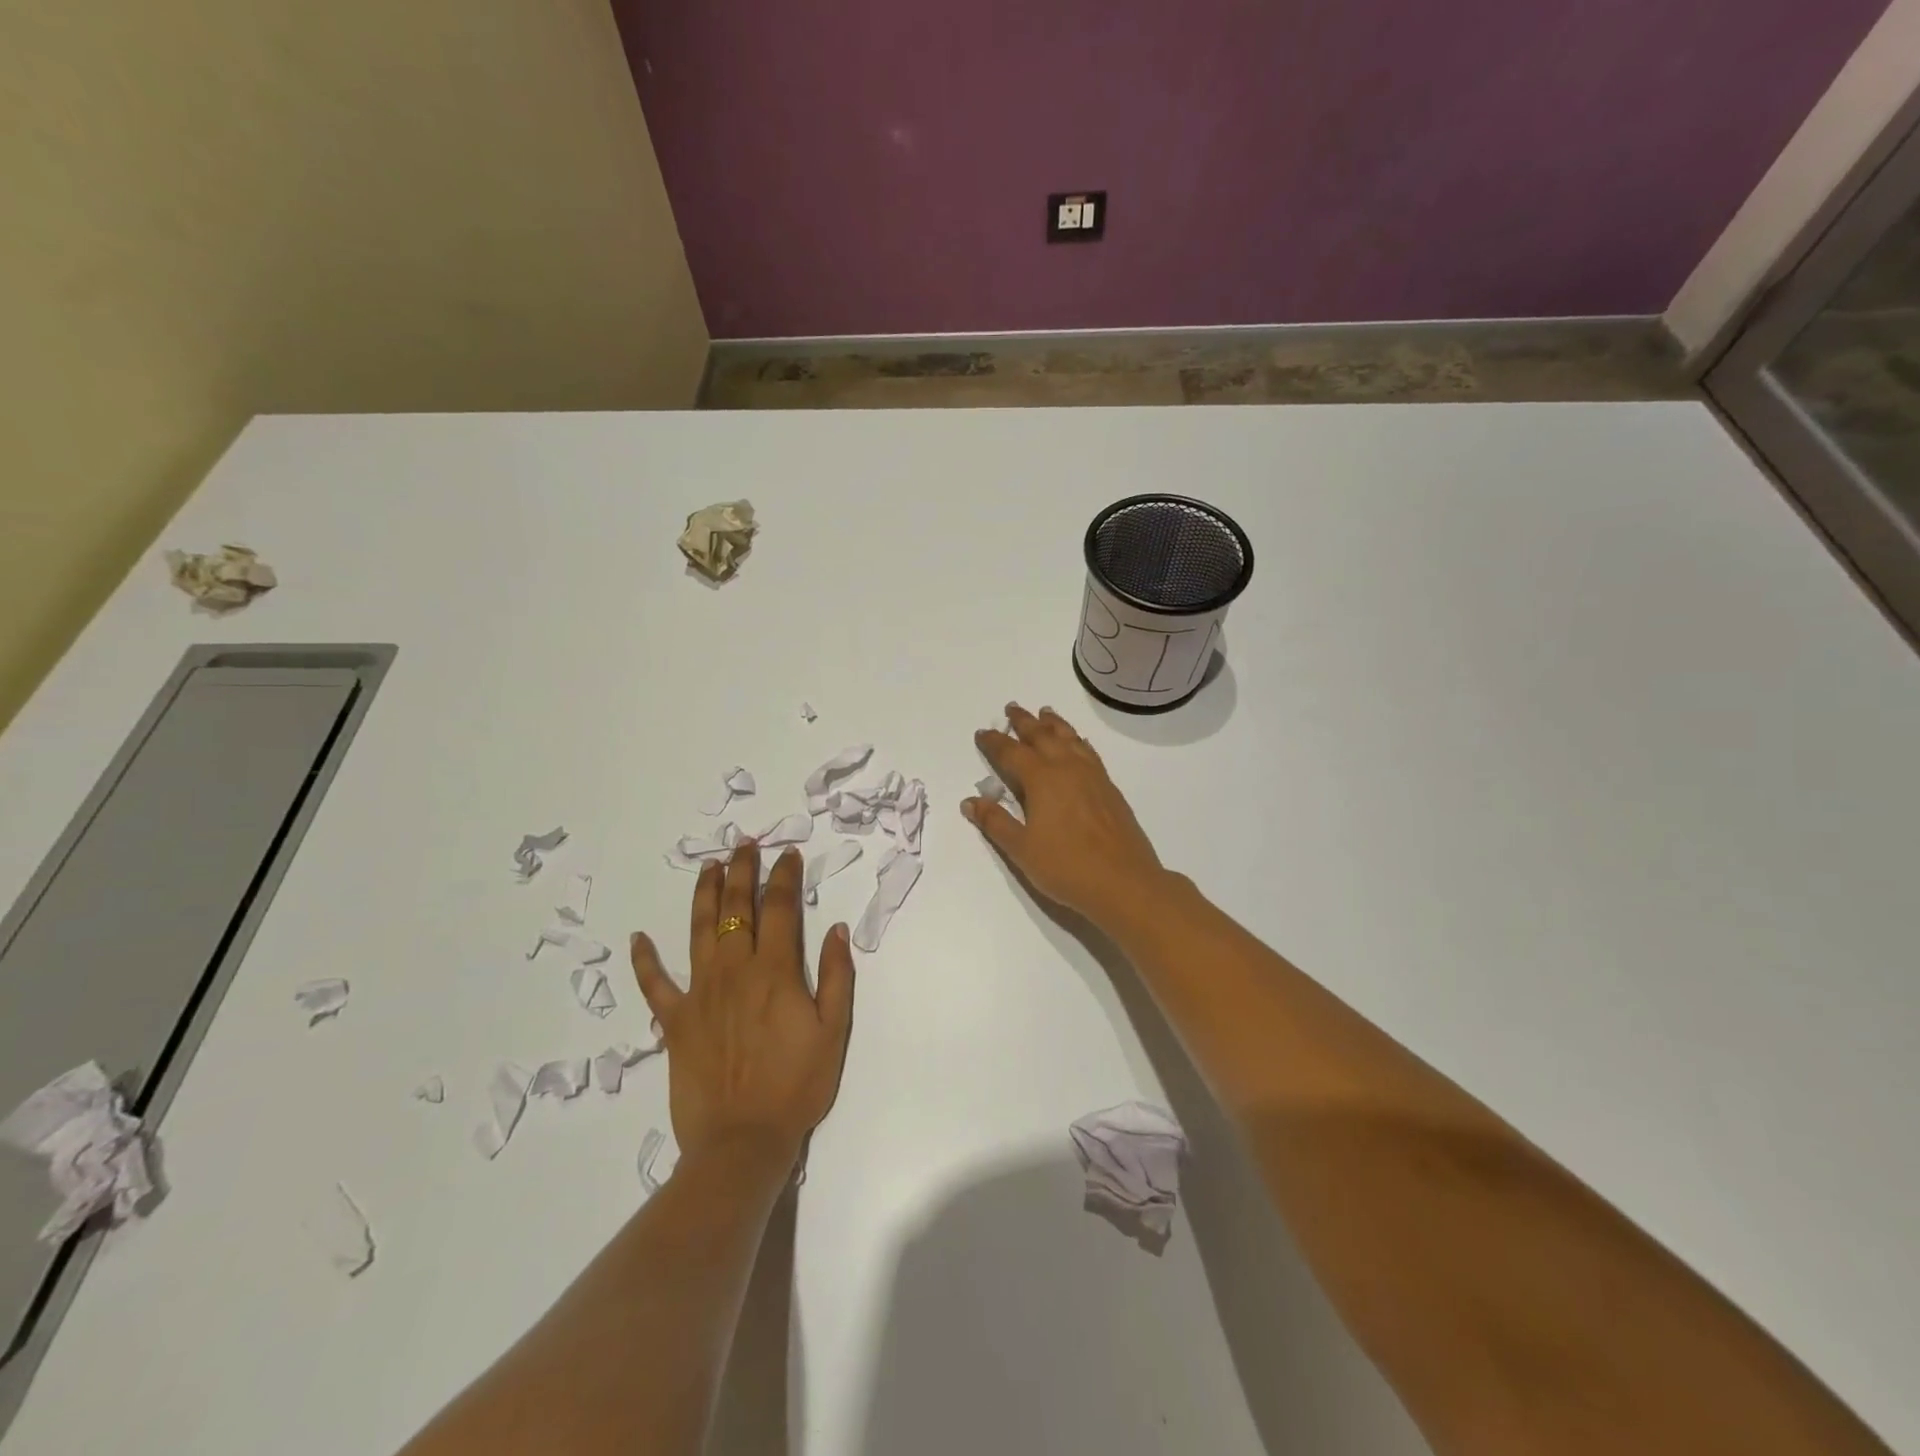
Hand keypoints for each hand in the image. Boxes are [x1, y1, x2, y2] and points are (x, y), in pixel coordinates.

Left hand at [629, 842, 854, 1164]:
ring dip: (704, 894)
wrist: (742, 1142)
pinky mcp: (674, 1021)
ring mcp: (699, 994)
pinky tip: (638, 938)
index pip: (781, 908)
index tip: (788, 854)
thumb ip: (838, 976)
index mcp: (776, 971)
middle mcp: (734, 971)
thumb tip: (836, 929)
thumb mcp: (834, 1031)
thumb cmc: (796, 1085)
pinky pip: (655, 985)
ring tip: (708, 867)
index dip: (785, 876)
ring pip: (699, 930)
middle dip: (742, 871)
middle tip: (744, 845)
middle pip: (736, 908)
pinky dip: (644, 961)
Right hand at [962, 702, 1168, 929]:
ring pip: (1069, 738)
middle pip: (1042, 736)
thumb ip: (995, 822)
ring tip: (1045, 713)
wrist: (1123, 882)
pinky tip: (1077, 743)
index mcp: (1041, 779)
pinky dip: (1077, 740)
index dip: (995, 742)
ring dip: (1054, 724)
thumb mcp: (1021, 849)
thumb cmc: (1066, 866)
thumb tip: (970, 800)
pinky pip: (1088, 751)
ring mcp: (1092, 776)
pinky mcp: (1109, 787)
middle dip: (1024, 722)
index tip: (983, 732)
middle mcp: (1067, 768)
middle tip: (1012, 708)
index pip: (1011, 752)